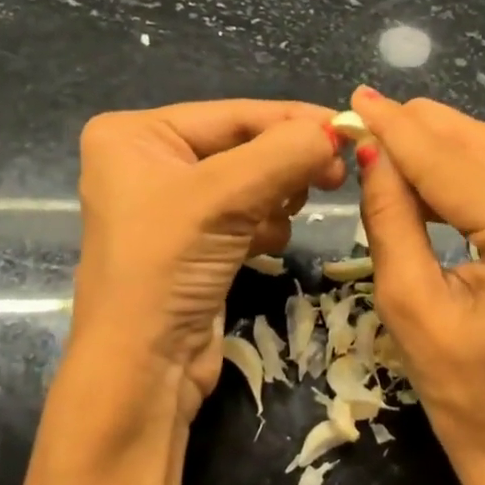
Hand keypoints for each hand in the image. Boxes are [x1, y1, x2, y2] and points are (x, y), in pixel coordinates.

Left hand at [70, 100, 346, 421]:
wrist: (143, 370)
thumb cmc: (166, 269)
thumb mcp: (224, 198)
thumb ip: (285, 153)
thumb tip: (338, 130)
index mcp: (135, 135)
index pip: (233, 113)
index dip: (295, 120)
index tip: (349, 130)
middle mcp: (149, 162)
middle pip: (244, 146)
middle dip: (285, 164)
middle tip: (334, 179)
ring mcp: (172, 205)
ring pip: (253, 181)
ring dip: (274, 200)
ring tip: (271, 226)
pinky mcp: (195, 242)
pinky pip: (247, 214)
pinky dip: (264, 227)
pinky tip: (258, 249)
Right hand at [348, 87, 484, 484]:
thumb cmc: (461, 390)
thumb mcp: (409, 304)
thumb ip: (391, 218)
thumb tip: (371, 150)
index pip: (453, 167)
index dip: (399, 131)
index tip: (356, 100)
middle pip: (483, 148)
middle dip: (421, 129)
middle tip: (366, 117)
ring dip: (442, 144)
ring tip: (387, 140)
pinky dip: (467, 169)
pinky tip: (428, 171)